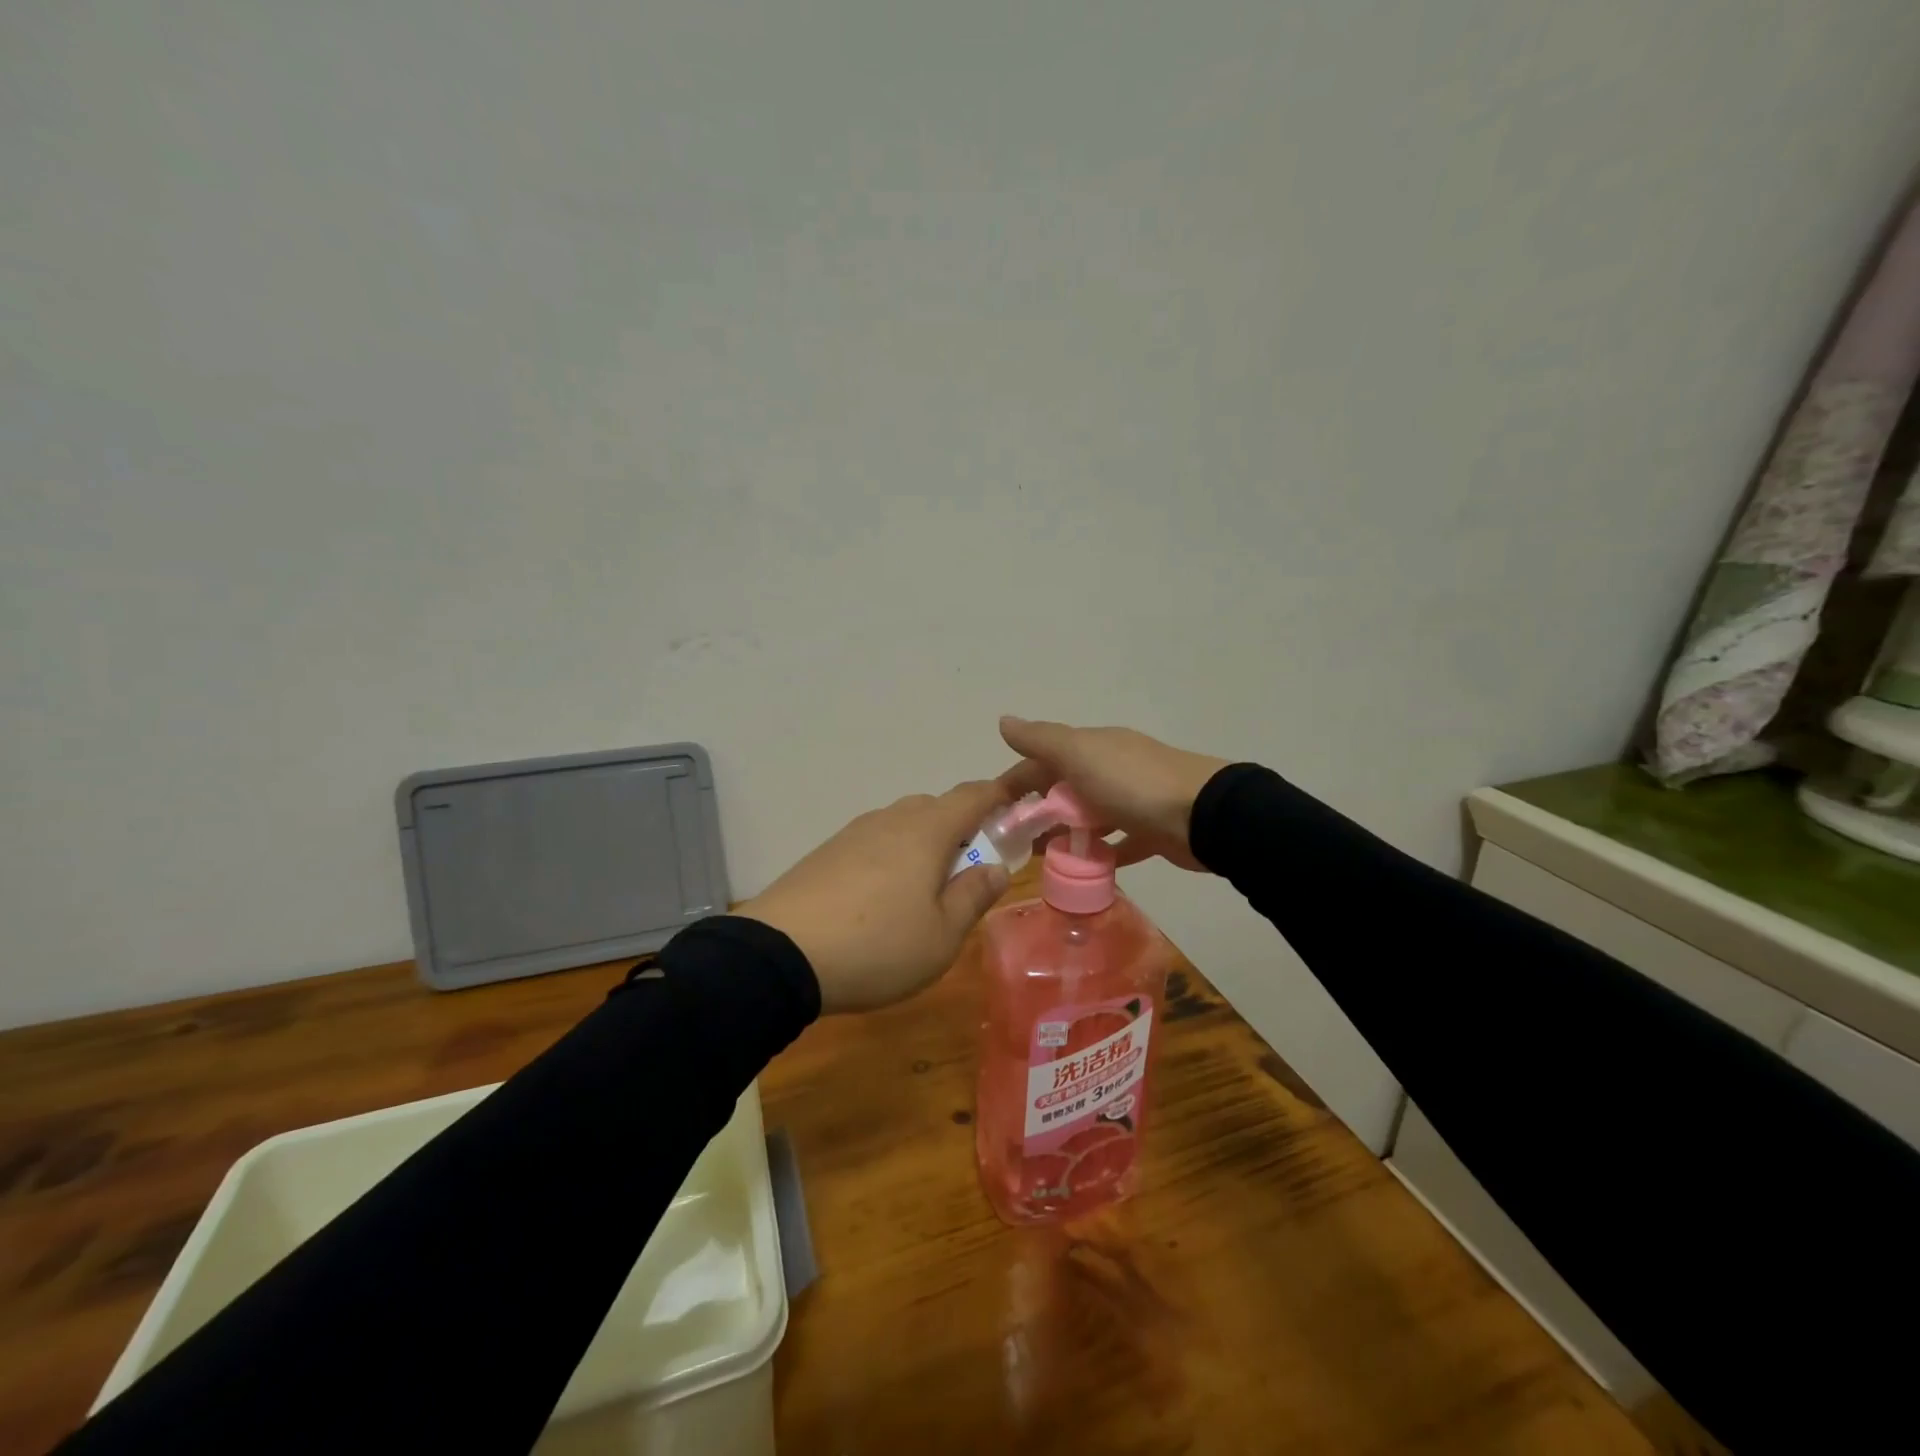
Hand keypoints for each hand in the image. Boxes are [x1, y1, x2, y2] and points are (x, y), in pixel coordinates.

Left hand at [739, 781, 1012, 1013]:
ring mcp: (853, 833)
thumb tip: (996, 868)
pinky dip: (891, 857)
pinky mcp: (826, 852)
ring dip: (924, 844)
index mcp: (927, 830)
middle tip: (970, 870)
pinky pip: (873, 843)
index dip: (1001, 794)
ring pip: (902, 825)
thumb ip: (973, 896)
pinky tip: (882, 898)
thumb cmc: (878, 946)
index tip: (1020, 805)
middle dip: (961, 828)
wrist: (780, 954)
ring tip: (925, 891)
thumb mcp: (942, 935)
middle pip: (936, 807)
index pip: (973, 795)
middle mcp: (891, 819)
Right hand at [998, 716, 1228, 871]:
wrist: (1203, 815)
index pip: (1042, 760)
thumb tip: (1003, 721)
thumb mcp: (1078, 753)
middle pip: (1064, 789)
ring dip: (1065, 833)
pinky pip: (1117, 843)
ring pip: (1088, 816)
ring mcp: (1133, 800)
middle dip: (1038, 811)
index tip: (994, 812)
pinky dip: (1099, 853)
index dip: (1016, 782)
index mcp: (1092, 747)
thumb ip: (1040, 739)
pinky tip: (1082, 870)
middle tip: (1014, 843)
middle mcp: (1111, 768)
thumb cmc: (1132, 782)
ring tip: (1041, 859)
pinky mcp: (1151, 832)